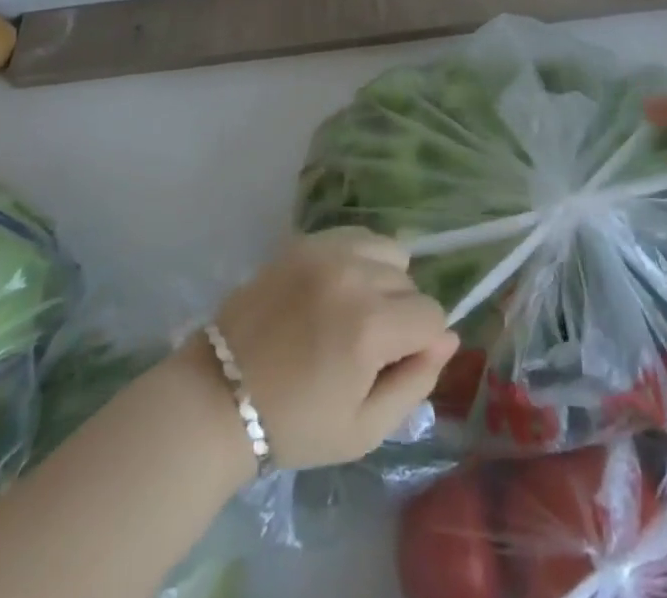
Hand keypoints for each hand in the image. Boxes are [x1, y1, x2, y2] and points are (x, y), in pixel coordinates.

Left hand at [211, 227, 458, 469]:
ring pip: (389, 253)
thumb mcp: (364, 430)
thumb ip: (416, 382)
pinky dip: (360, 258)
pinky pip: (357, 236)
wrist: (219, 396)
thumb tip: (447, 340)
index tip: (395, 365)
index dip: (423, 344)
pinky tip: (337, 288)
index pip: (433, 316)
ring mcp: (327, 251)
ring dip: (384, 281)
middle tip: (367, 348)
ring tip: (353, 312)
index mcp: (371, 326)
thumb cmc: (295, 424)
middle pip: (411, 284)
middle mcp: (354, 275)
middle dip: (401, 316)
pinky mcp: (305, 240)